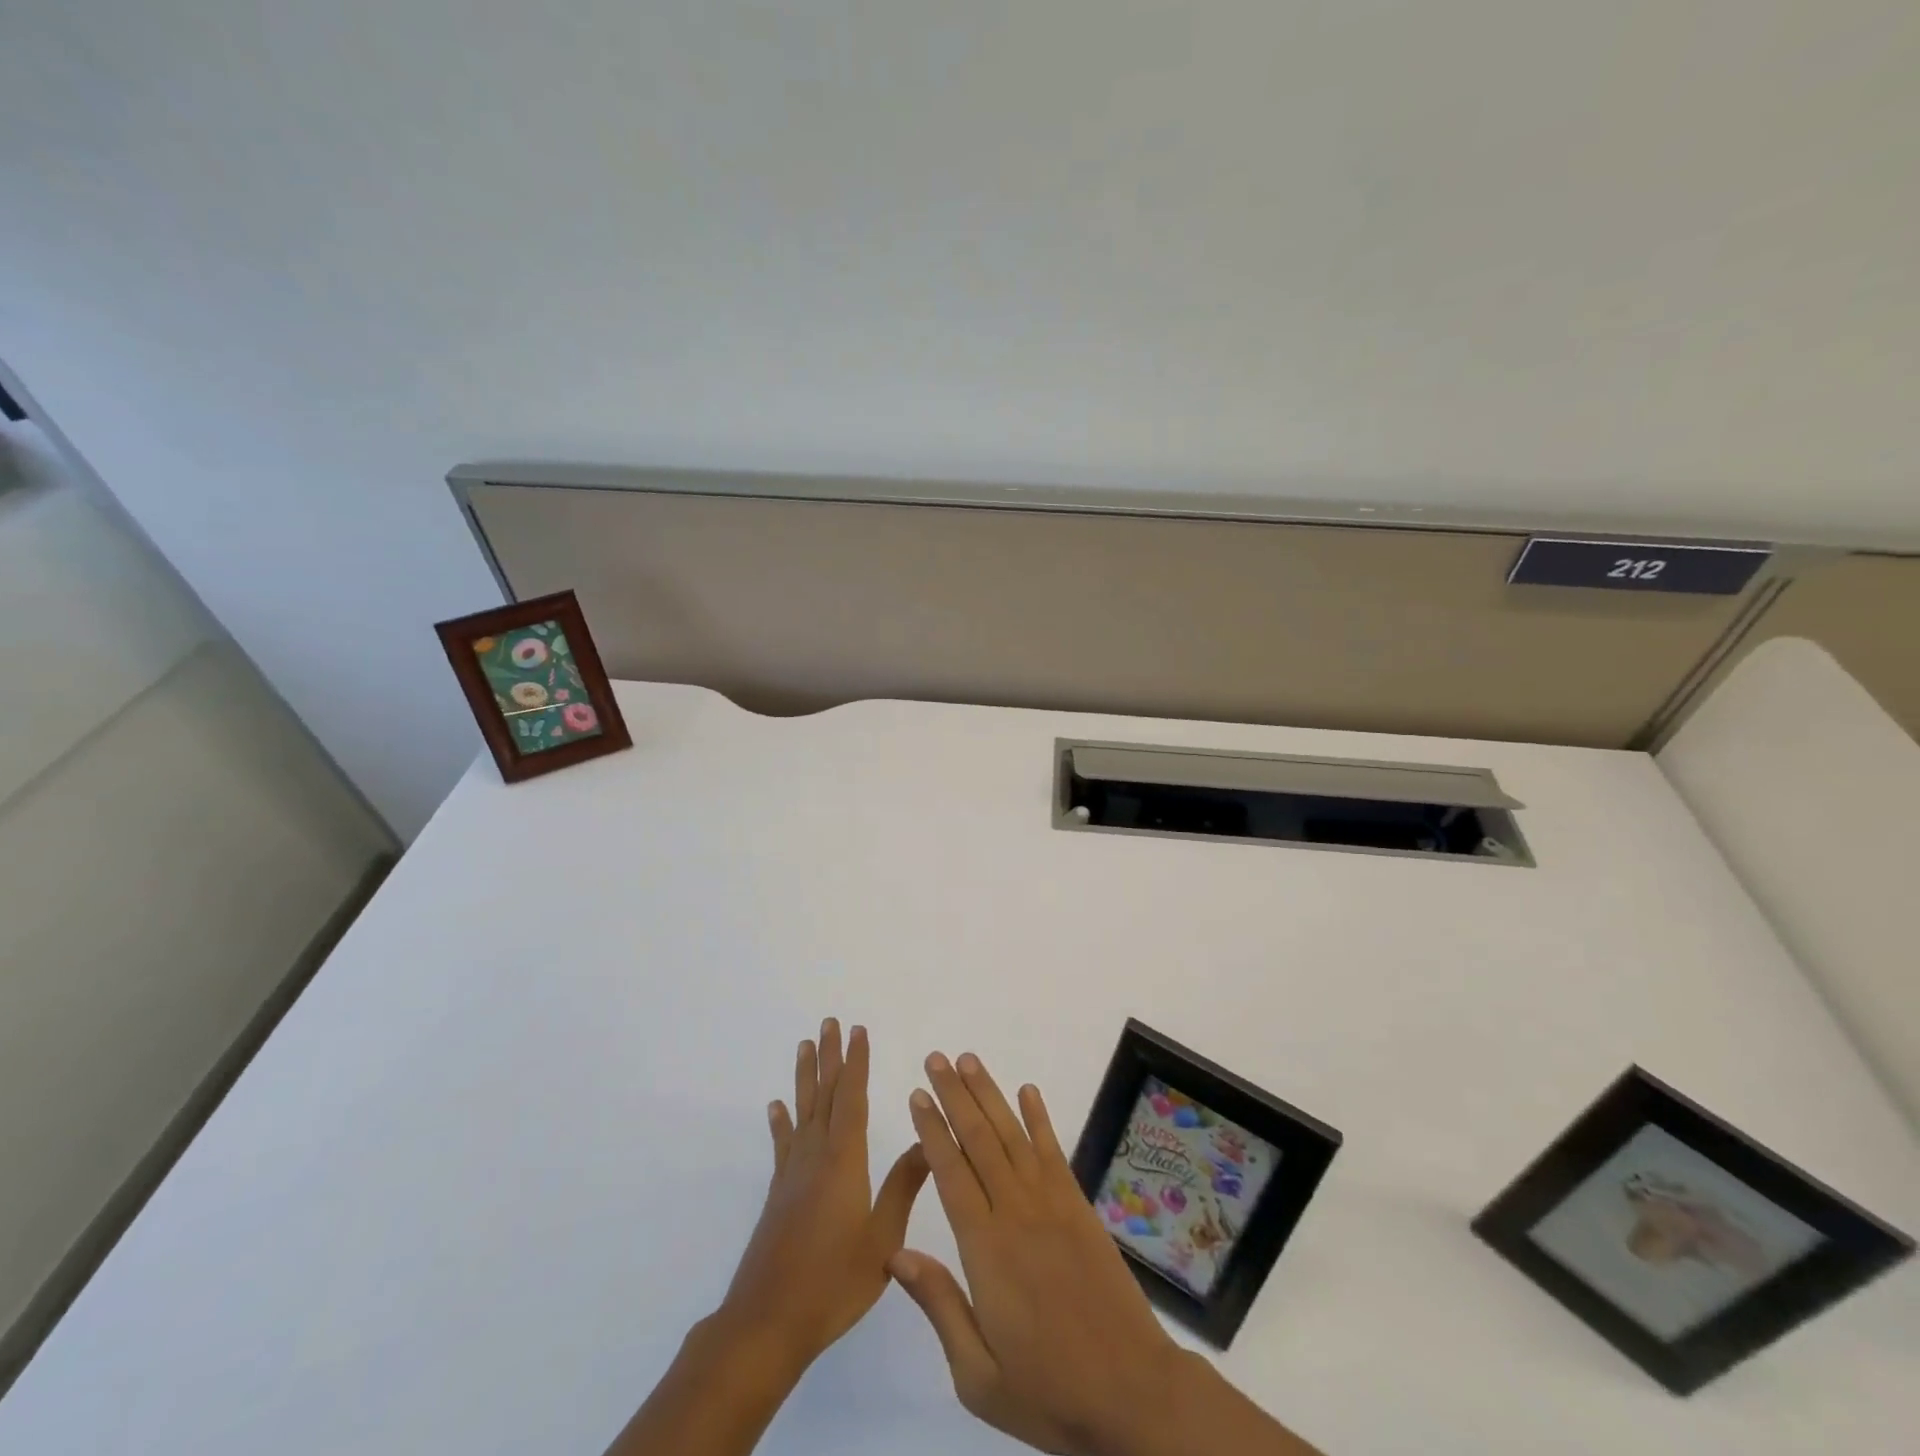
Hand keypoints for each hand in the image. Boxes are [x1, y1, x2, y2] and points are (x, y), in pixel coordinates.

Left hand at [719, 1019, 929, 1372]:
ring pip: (802, 1111)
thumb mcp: (882, 1239)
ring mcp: (793, 1173)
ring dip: (805, 1076)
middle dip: (830, 1056)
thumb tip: (928, 1139)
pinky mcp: (778, 1193)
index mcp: (844, 1161)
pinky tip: (776, 1107)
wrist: (768, 1322)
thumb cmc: (833, 1282)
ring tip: (804, 1045)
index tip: (858, 1030)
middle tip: (830, 1022)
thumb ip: (904, 1186)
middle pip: (825, 1095)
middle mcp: (816, 1156)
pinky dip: (780, 1122)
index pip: (852, 1098)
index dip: (857, 1062)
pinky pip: (782, 1145)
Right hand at [889, 1052, 1190, 1455]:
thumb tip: (895, 1253)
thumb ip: (939, 1306)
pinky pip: (1054, 1152)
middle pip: (978, 1140)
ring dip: (989, 1094)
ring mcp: (1052, 1204)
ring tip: (968, 1060)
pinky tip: (1028, 1092)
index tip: (917, 1095)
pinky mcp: (1079, 1207)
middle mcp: (1016, 1212)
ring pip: (1013, 1135)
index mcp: (986, 1249)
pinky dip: (1040, 1119)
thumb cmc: (1049, 1391)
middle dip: (954, 1095)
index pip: (951, 1172)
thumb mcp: (979, 1375)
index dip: (932, 1130)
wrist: (1132, 1392)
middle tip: (935, 1059)